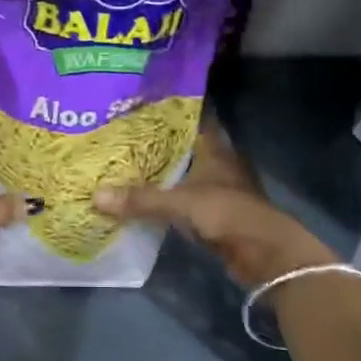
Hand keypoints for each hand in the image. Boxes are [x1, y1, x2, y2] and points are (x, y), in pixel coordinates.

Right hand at [93, 118, 332, 288]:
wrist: (264, 255)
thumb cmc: (227, 213)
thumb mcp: (180, 203)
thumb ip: (141, 199)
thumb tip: (96, 196)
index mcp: (214, 148)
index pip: (191, 119)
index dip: (168, 112)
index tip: (139, 105)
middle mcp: (217, 163)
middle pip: (184, 146)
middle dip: (156, 142)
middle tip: (121, 135)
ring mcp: (219, 189)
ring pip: (184, 173)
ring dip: (161, 172)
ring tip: (125, 164)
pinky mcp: (216, 213)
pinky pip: (184, 198)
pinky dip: (167, 198)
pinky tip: (143, 197)